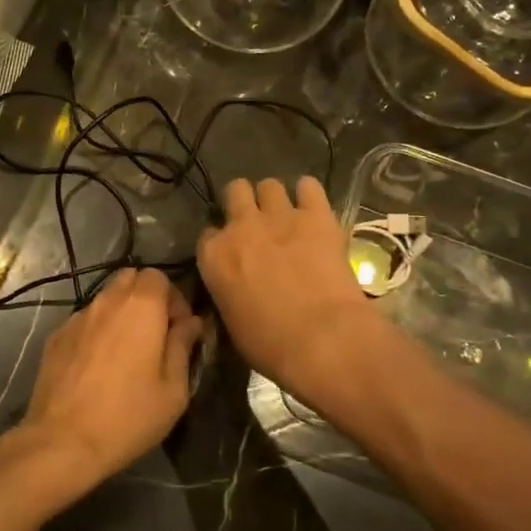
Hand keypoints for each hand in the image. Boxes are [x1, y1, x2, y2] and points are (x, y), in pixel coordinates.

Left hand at [12, 268, 201, 492]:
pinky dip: (97, 331)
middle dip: (146, 297)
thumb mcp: (173, 389)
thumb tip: (190, 322)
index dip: (173, 297)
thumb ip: (182, 346)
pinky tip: (98, 365)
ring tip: (126, 351)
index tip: (178, 328)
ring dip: (120, 314)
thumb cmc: (129, 416)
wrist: (63, 440)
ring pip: (105, 299)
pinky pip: (84, 321)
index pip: (158, 276)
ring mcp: (77, 317)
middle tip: (155, 333)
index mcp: (141, 307)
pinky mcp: (56, 336)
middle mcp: (107, 302)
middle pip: (129, 278)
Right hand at [196, 177, 380, 398]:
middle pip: (235, 192)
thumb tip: (236, 288)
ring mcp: (279, 216)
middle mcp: (241, 226)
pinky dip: (309, 195)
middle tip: (257, 224)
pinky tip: (313, 210)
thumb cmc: (270, 345)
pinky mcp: (317, 215)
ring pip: (269, 185)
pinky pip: (309, 186)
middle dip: (243, 203)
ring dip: (275, 199)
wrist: (322, 339)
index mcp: (214, 255)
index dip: (221, 242)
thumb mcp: (231, 322)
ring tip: (287, 217)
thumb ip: (227, 291)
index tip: (232, 255)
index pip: (208, 234)